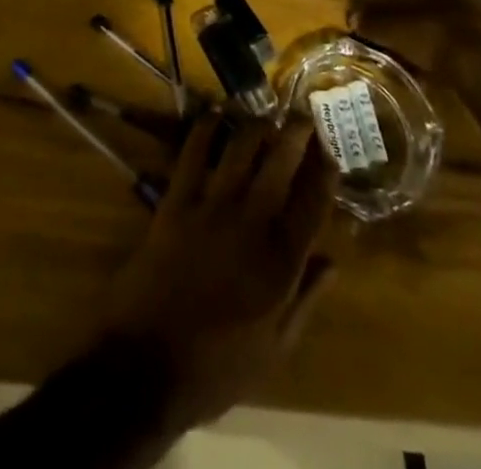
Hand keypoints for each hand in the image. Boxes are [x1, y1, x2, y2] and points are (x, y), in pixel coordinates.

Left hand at [99, 116, 336, 430]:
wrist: (147, 364)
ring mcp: (212, 206)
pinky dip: (205, 128)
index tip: (330, 150)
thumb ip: (305, 301)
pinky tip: (215, 113)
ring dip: (256, 125)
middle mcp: (251, 223)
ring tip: (266, 112)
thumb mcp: (274, 350)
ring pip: (240, 149)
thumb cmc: (216, 367)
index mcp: (281, 263)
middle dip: (296, 134)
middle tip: (304, 115)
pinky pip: (193, 153)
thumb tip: (333, 262)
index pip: (313, 204)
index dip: (324, 172)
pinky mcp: (176, 200)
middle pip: (280, 164)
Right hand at [348, 0, 480, 104]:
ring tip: (444, 56)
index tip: (410, 8)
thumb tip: (353, 17)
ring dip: (462, 35)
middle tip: (425, 32)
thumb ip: (376, 22)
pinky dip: (476, 57)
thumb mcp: (397, 29)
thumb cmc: (439, 38)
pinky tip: (463, 72)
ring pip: (476, 23)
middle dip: (444, 13)